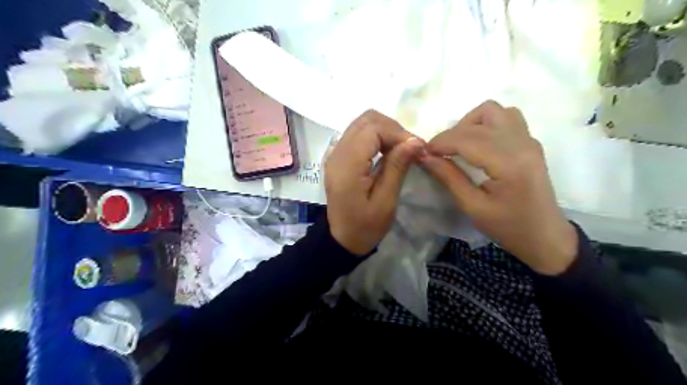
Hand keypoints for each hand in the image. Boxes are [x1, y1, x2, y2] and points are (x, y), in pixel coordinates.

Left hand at [325, 110, 423, 254]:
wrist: (342, 238)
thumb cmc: (365, 226)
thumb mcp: (385, 201)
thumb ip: (397, 167)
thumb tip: (415, 140)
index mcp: (347, 165)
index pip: (372, 129)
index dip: (398, 132)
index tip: (417, 148)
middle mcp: (337, 153)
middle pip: (366, 119)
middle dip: (392, 128)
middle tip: (410, 148)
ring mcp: (335, 153)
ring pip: (362, 123)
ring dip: (385, 130)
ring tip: (400, 149)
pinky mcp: (338, 156)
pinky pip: (357, 134)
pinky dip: (375, 136)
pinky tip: (386, 151)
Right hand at [422, 99, 575, 273]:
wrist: (545, 236)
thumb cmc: (508, 227)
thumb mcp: (473, 207)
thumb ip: (448, 178)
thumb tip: (424, 157)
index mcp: (509, 164)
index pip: (468, 138)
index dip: (441, 142)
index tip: (423, 152)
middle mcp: (522, 144)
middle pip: (479, 121)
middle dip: (451, 134)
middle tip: (437, 153)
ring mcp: (529, 140)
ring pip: (494, 111)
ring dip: (470, 123)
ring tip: (459, 145)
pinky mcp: (530, 142)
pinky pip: (506, 117)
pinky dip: (485, 123)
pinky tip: (478, 143)